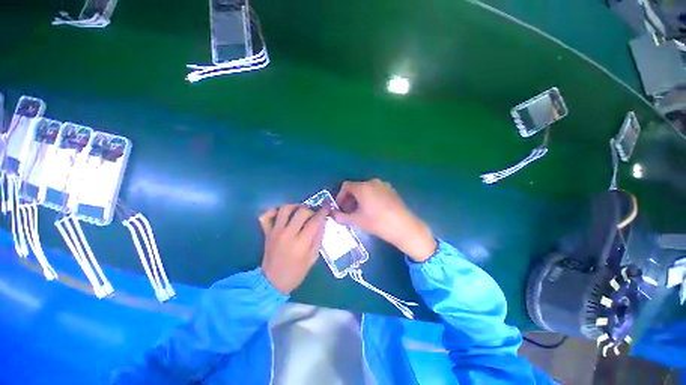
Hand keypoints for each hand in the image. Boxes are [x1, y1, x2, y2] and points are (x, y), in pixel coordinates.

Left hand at [259, 204, 328, 293]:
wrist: (272, 282)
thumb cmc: (296, 272)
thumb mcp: (313, 257)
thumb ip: (318, 238)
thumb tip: (323, 221)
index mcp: (301, 243)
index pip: (315, 221)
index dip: (323, 212)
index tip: (327, 208)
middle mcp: (288, 234)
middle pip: (301, 211)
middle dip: (311, 210)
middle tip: (313, 214)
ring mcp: (275, 232)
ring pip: (285, 209)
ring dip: (295, 206)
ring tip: (300, 211)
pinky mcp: (266, 232)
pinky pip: (266, 216)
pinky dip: (273, 211)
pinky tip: (281, 213)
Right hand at [333, 179, 435, 261]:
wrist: (403, 227)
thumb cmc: (377, 222)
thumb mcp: (356, 220)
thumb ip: (341, 216)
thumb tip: (332, 214)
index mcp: (363, 187)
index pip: (346, 186)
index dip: (340, 197)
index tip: (340, 208)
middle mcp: (373, 182)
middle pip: (356, 187)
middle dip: (349, 199)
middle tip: (348, 212)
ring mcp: (384, 185)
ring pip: (366, 190)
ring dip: (359, 199)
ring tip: (360, 212)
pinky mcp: (392, 190)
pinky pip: (376, 191)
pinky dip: (370, 198)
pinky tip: (372, 210)